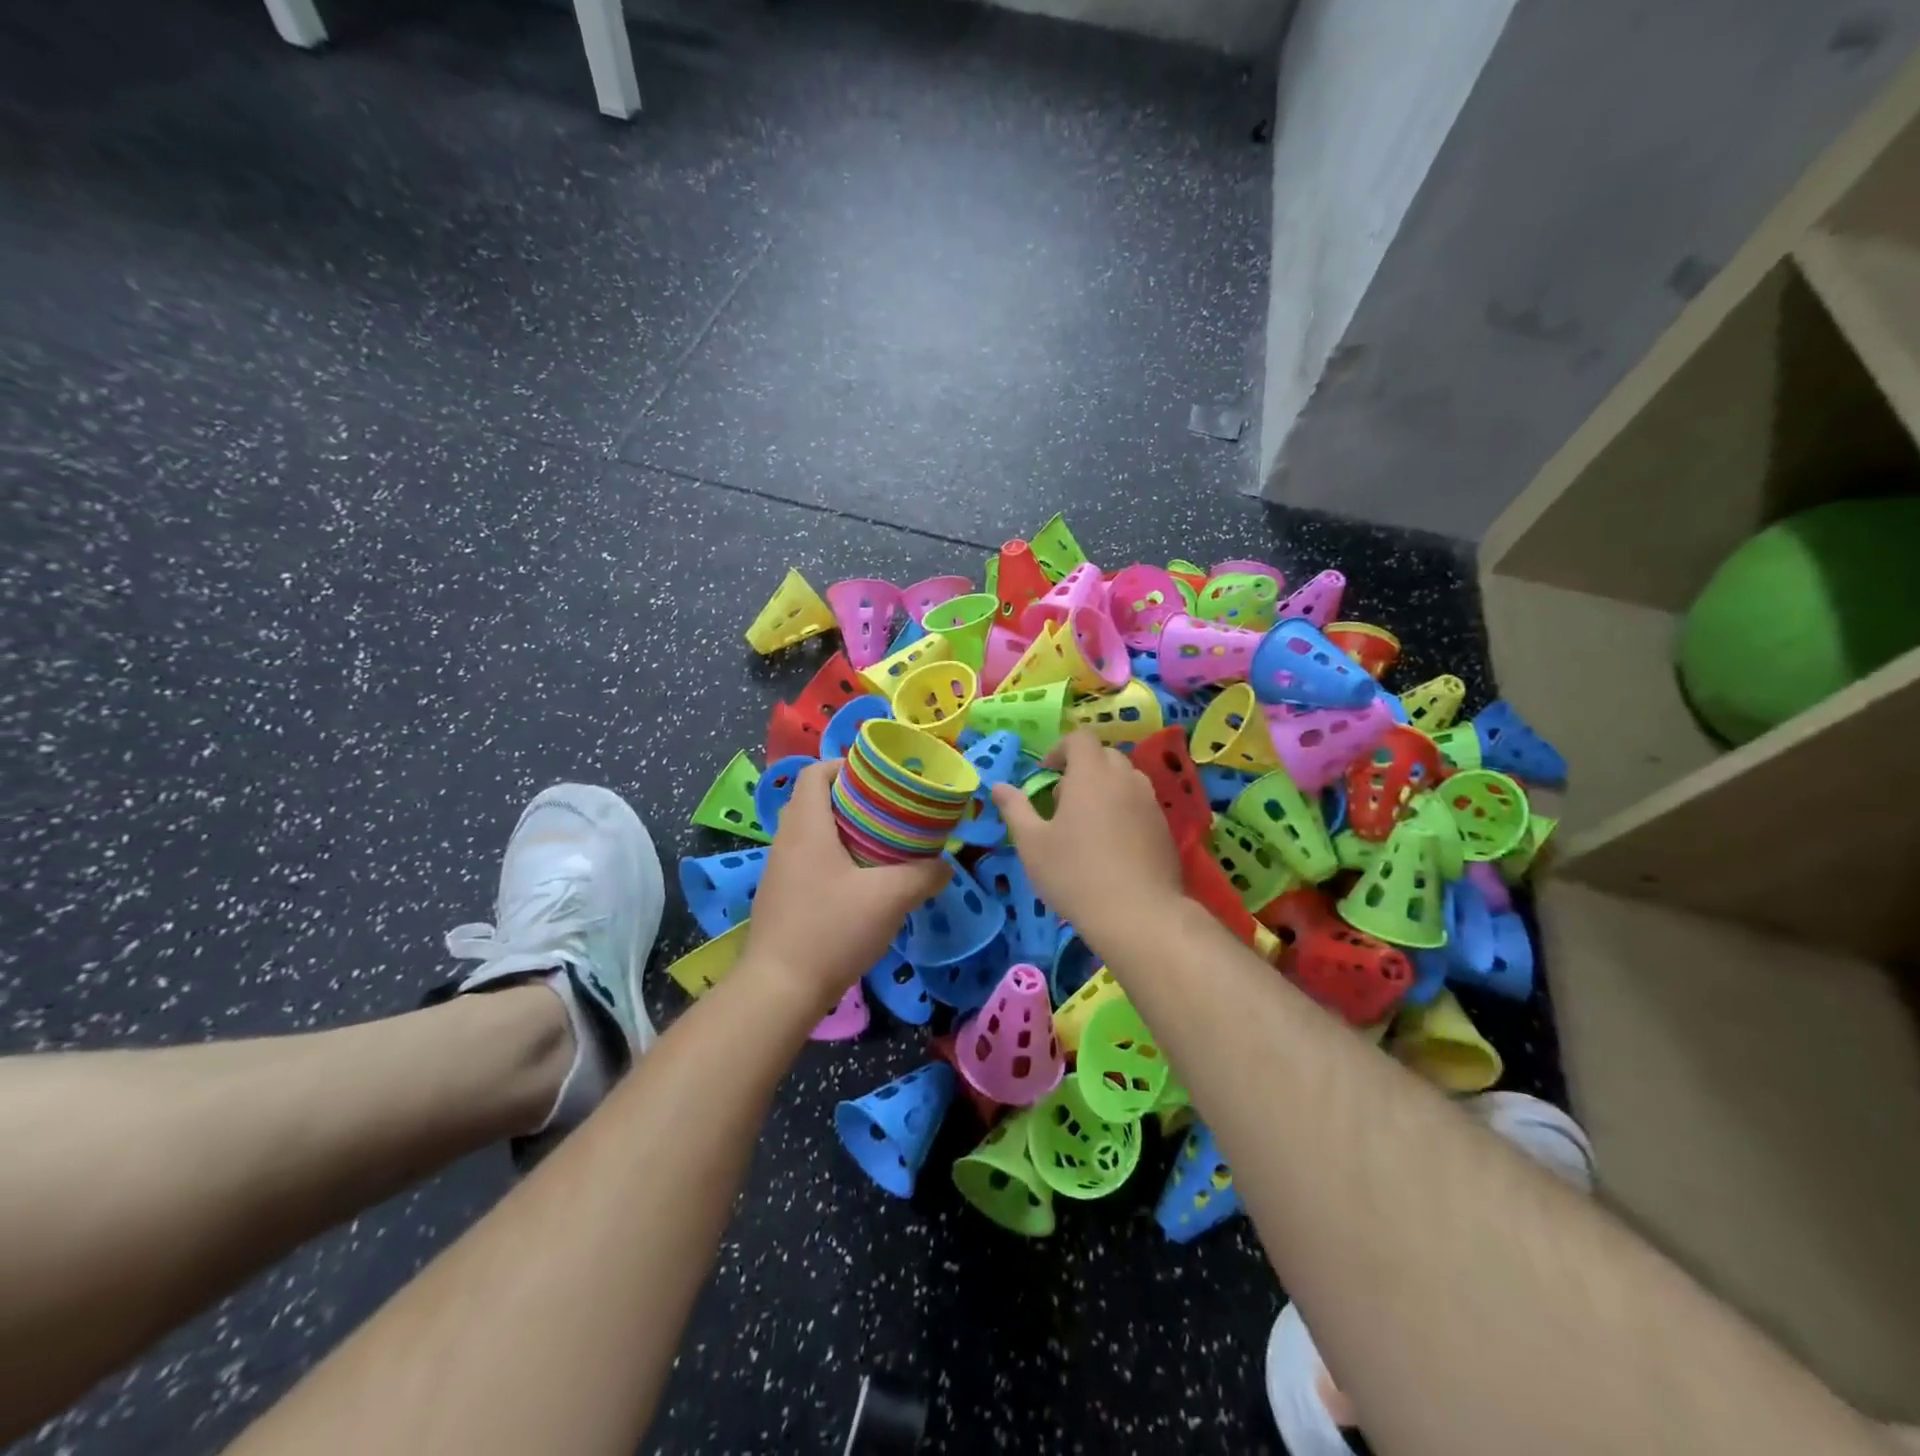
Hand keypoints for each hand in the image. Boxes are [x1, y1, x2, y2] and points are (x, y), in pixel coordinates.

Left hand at [742, 761, 949, 1013]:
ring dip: (843, 830)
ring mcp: (779, 870)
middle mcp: (786, 840)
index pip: (815, 773)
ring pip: (811, 832)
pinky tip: (861, 883)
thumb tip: (945, 865)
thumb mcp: (890, 898)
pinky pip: (807, 859)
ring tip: (882, 844)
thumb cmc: (832, 930)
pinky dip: (833, 857)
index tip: (880, 777)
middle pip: (815, 800)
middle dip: (853, 799)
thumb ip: (924, 875)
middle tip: (890, 811)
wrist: (779, 990)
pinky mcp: (780, 896)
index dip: (845, 765)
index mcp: (806, 826)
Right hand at [990, 730, 1181, 934]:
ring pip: (1126, 780)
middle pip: (1104, 756)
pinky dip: (1124, 811)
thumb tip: (998, 786)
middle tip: (1062, 801)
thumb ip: (1015, 809)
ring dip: (1105, 789)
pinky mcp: (1165, 829)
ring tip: (1087, 824)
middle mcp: (1126, 779)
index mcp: (1092, 775)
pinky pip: (1140, 805)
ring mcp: (1150, 804)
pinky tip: (1112, 847)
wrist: (1138, 915)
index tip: (1045, 775)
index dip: (1060, 749)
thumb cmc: (1075, 874)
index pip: (1080, 738)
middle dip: (1082, 769)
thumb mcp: (1032, 843)